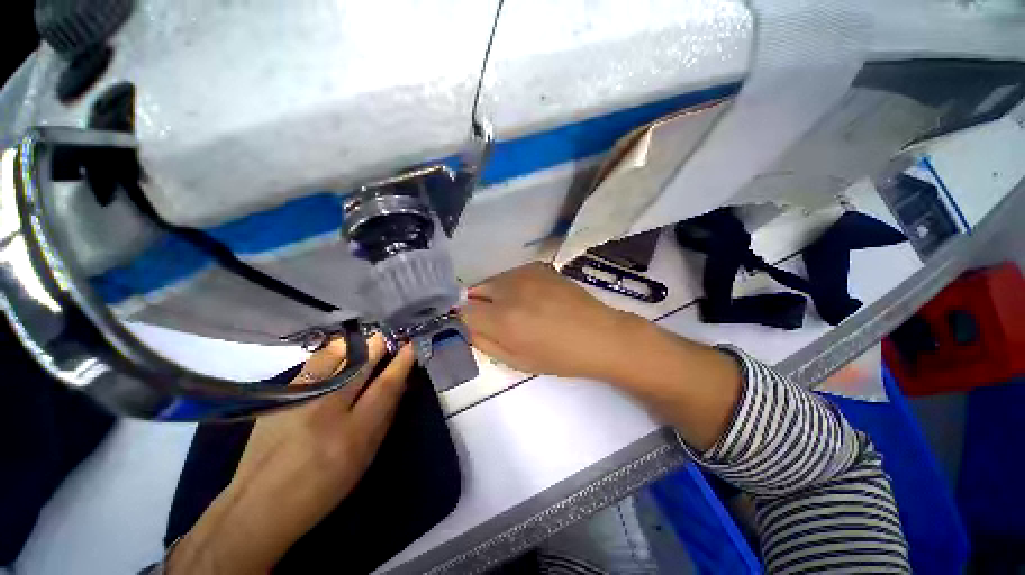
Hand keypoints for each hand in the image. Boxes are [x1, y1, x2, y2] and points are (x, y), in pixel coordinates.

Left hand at [168, 336, 412, 574]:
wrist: (258, 505)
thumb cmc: (322, 488)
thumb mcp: (364, 459)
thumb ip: (384, 419)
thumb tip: (399, 386)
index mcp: (353, 433)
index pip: (385, 386)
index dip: (402, 362)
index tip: (412, 346)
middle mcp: (326, 409)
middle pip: (360, 364)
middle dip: (379, 344)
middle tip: (391, 335)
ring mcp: (301, 398)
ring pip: (334, 355)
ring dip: (356, 344)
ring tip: (367, 341)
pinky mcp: (281, 395)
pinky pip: (314, 362)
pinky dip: (333, 352)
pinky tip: (340, 352)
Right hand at [461, 262, 637, 380]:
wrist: (600, 335)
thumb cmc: (560, 357)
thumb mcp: (517, 361)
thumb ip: (485, 343)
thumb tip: (469, 327)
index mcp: (503, 320)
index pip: (463, 311)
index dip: (468, 320)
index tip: (479, 327)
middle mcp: (510, 290)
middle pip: (475, 291)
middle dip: (480, 305)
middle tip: (501, 320)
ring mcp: (525, 273)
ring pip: (493, 281)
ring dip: (496, 294)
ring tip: (521, 309)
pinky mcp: (538, 266)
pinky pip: (512, 275)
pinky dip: (513, 286)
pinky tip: (534, 298)